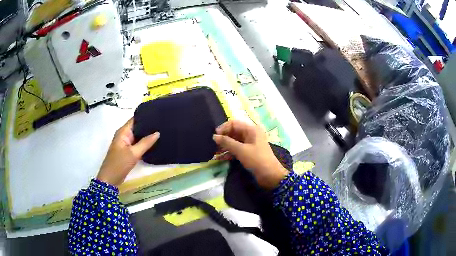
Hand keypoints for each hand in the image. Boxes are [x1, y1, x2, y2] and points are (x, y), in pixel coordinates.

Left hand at [97, 118, 159, 186]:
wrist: (110, 179)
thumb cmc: (119, 164)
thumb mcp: (133, 153)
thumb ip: (146, 143)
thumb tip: (157, 132)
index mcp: (123, 131)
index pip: (135, 119)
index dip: (146, 116)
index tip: (158, 115)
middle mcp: (124, 135)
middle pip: (137, 127)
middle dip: (148, 126)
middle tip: (163, 124)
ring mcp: (125, 143)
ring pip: (138, 136)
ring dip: (147, 135)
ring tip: (161, 132)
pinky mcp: (127, 151)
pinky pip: (137, 144)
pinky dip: (144, 143)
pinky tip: (154, 143)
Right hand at [213, 120, 288, 188]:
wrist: (270, 176)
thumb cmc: (257, 160)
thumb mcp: (241, 150)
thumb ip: (227, 142)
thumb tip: (214, 137)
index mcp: (251, 129)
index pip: (234, 123)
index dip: (223, 128)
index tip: (215, 136)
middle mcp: (251, 134)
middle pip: (234, 132)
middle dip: (223, 138)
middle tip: (213, 145)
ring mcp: (250, 144)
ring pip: (234, 141)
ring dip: (225, 146)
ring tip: (215, 152)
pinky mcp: (249, 152)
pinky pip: (237, 149)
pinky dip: (229, 152)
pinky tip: (220, 158)